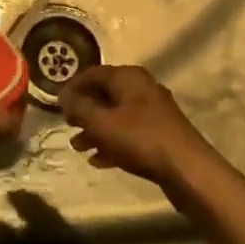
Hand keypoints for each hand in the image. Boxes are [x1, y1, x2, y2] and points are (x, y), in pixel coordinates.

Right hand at [59, 65, 219, 189]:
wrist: (188, 170)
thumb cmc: (140, 139)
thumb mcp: (102, 123)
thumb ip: (79, 108)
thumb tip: (63, 96)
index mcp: (128, 77)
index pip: (92, 73)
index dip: (72, 86)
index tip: (56, 103)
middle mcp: (142, 88)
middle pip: (105, 94)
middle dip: (84, 110)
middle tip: (67, 124)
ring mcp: (154, 112)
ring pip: (116, 116)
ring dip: (95, 130)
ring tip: (78, 146)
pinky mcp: (160, 134)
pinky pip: (129, 133)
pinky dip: (112, 142)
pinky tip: (99, 160)